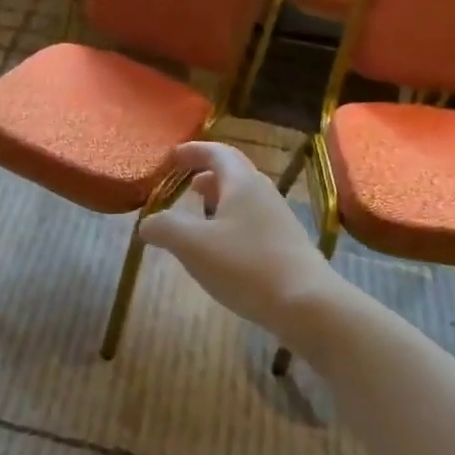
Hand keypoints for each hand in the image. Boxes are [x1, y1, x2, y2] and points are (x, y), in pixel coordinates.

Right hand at [139, 142, 339, 344]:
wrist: (306, 304)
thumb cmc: (245, 266)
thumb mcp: (191, 245)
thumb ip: (164, 227)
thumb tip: (148, 223)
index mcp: (242, 183)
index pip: (218, 152)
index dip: (193, 151)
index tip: (173, 157)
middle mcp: (264, 194)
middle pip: (234, 174)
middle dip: (207, 175)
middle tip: (186, 185)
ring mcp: (279, 221)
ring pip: (244, 200)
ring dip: (220, 200)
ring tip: (199, 215)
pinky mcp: (286, 246)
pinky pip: (253, 223)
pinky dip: (231, 223)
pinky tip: (221, 248)